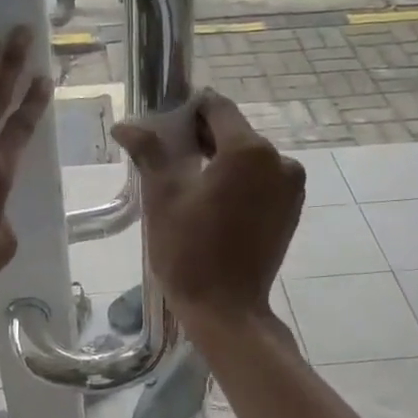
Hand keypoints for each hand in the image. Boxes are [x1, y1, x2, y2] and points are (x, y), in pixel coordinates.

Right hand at [112, 90, 303, 324]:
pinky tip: (213, 203)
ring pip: (248, 157)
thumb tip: (125, 125)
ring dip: (220, 161)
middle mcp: (279, 160)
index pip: (217, 108)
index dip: (188, 110)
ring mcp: (290, 186)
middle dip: (201, 138)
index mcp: (249, 151)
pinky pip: (261, 180)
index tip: (164, 126)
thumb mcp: (163, 197)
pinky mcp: (291, 209)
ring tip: (188, 183)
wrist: (226, 310)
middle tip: (167, 156)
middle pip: (234, 132)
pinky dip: (238, 182)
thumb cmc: (189, 251)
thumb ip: (150, 152)